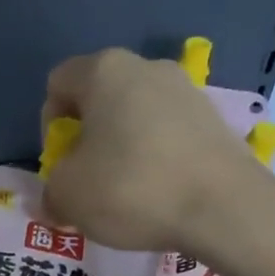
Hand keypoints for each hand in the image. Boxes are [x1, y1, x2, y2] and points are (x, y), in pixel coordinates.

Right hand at [41, 48, 264, 254]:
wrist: (225, 208)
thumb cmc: (131, 189)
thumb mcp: (68, 196)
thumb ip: (50, 191)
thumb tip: (55, 199)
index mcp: (104, 71)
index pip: (57, 85)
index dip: (49, 127)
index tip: (62, 164)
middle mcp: (147, 67)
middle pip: (99, 99)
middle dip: (88, 139)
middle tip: (90, 181)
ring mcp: (187, 90)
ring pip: (135, 117)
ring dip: (122, 149)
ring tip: (127, 193)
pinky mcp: (215, 119)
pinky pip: (168, 134)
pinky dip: (156, 158)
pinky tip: (160, 193)